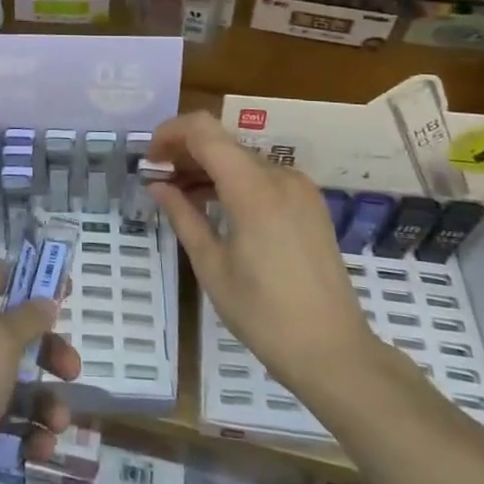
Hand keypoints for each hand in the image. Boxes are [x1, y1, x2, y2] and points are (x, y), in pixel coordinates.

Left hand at [0, 261, 79, 483]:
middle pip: (12, 335)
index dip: (32, 281)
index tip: (67, 293)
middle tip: (72, 371)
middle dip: (47, 352)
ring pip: (11, 385)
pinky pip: (1, 424)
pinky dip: (23, 436)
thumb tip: (44, 299)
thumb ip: (27, 320)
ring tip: (57, 425)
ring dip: (41, 403)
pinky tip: (38, 451)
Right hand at [149, 111, 374, 387]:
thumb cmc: (263, 313)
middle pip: (223, 142)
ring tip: (181, 194)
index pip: (203, 131)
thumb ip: (183, 215)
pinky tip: (216, 206)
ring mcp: (300, 189)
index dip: (170, 133)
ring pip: (242, 159)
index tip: (149, 158)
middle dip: (186, 152)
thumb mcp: (211, 265)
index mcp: (252, 188)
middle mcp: (280, 176)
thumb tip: (157, 185)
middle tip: (159, 179)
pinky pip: (263, 177)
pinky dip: (234, 181)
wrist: (334, 352)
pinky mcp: (310, 204)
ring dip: (209, 167)